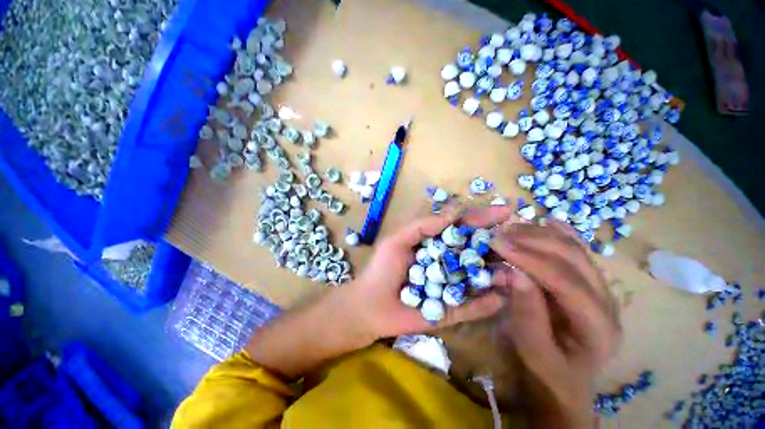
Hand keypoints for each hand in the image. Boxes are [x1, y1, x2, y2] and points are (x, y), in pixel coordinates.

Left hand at [339, 206, 513, 342]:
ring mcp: (451, 287)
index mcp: (435, 244)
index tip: (505, 211)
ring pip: (479, 279)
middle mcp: (447, 263)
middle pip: (476, 252)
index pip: (462, 229)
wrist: (369, 306)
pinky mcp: (449, 310)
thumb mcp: (398, 240)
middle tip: (521, 242)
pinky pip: (471, 307)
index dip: (482, 219)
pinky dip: (486, 304)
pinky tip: (502, 298)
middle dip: (498, 246)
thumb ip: (424, 225)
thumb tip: (455, 211)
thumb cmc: (382, 268)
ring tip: (515, 271)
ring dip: (498, 274)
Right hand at [491, 220, 620, 426]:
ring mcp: (600, 288)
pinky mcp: (589, 282)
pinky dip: (561, 233)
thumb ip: (527, 315)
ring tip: (509, 228)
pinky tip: (547, 222)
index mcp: (599, 326)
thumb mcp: (533, 353)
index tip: (497, 242)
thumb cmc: (547, 371)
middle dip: (532, 240)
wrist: (562, 379)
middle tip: (498, 233)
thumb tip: (516, 273)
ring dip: (540, 234)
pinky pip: (578, 251)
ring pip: (575, 249)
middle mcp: (607, 301)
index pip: (566, 281)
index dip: (529, 258)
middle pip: (574, 258)